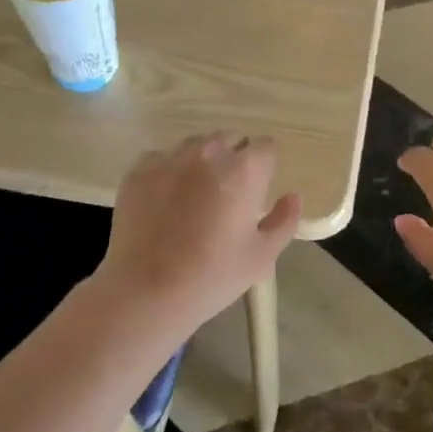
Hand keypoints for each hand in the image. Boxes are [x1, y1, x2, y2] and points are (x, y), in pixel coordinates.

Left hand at [98, 133, 300, 327]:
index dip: (265, 168)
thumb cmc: (212, 276)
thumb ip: (284, 221)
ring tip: (196, 196)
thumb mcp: (262, 256)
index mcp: (245, 169)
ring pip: (196, 145)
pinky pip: (163, 158)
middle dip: (235, 159)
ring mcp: (170, 158)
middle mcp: (208, 152)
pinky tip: (166, 202)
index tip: (257, 192)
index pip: (266, 147)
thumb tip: (293, 197)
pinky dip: (171, 172)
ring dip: (203, 161)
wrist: (145, 292)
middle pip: (231, 139)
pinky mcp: (139, 170)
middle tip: (228, 196)